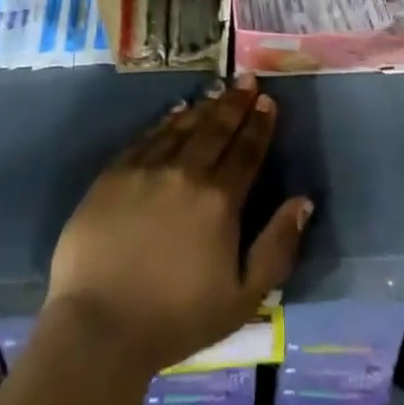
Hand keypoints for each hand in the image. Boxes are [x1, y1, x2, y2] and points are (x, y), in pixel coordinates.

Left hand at [45, 75, 313, 378]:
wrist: (100, 324)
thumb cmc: (177, 318)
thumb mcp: (243, 297)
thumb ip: (277, 247)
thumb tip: (303, 201)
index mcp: (219, 200)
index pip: (246, 151)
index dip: (260, 124)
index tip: (268, 101)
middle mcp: (185, 171)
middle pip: (216, 128)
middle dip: (235, 103)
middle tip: (247, 80)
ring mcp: (146, 167)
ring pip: (182, 125)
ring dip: (203, 106)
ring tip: (218, 90)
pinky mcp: (115, 172)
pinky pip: (148, 136)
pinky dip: (166, 120)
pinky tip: (175, 112)